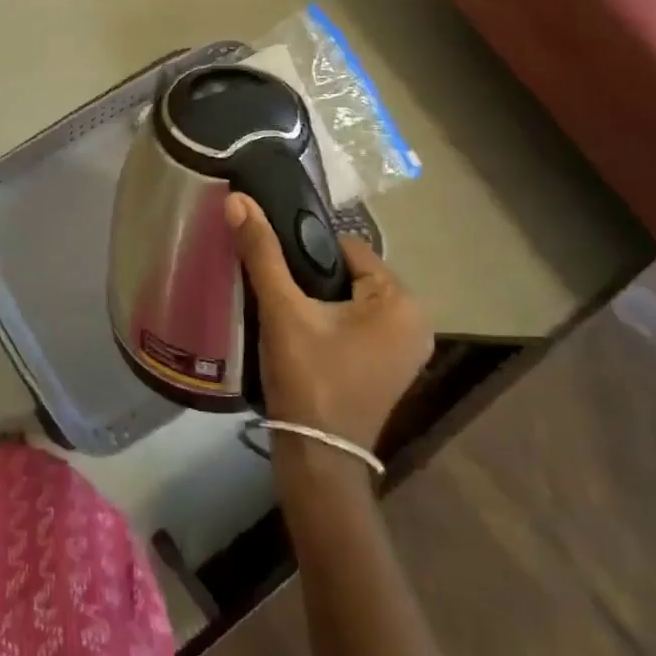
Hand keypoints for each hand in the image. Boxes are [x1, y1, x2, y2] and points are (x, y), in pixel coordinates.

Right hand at [225, 193, 432, 449]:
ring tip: (284, 311)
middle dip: (314, 277)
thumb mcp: (282, 309)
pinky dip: (333, 322)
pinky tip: (303, 334)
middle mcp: (417, 320)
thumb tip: (238, 199)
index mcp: (402, 300)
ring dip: (321, 300)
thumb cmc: (308, 377)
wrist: (316, 457)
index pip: (346, 247)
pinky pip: (359, 324)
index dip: (306, 251)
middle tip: (278, 293)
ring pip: (352, 299)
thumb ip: (261, 252)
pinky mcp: (392, 368)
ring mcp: (408, 349)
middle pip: (350, 273)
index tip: (275, 266)